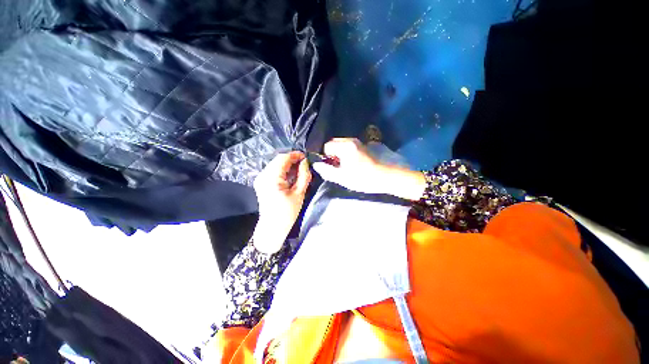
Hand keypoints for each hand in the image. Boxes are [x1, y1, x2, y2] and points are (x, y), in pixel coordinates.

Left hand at [252, 151, 311, 253]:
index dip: (295, 155)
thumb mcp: (299, 194)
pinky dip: (283, 171)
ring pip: (275, 165)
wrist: (272, 228)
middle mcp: (263, 175)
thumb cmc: (287, 213)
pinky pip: (273, 171)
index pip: (283, 158)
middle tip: (304, 164)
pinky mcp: (261, 183)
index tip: (306, 157)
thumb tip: (305, 163)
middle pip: (278, 160)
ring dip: (288, 165)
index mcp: (271, 178)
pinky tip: (291, 175)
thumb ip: (303, 176)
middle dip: (292, 160)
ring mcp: (260, 179)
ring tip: (300, 170)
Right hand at [313, 138, 426, 199]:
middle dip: (336, 155)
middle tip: (342, 168)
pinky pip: (360, 148)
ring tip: (355, 168)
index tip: (333, 167)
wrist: (393, 177)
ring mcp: (366, 142)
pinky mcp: (376, 145)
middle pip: (338, 144)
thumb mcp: (344, 178)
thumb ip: (328, 171)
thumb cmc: (365, 178)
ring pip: (349, 146)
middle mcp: (355, 140)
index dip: (327, 157)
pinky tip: (366, 165)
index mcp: (346, 146)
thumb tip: (317, 165)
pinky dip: (358, 154)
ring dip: (347, 155)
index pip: (327, 146)